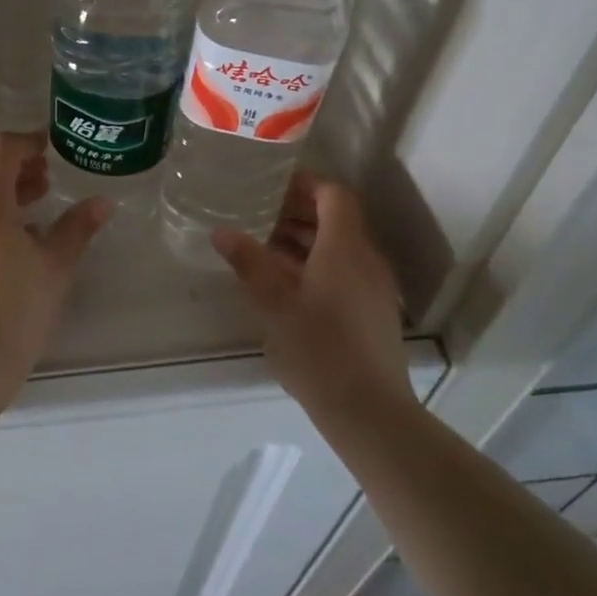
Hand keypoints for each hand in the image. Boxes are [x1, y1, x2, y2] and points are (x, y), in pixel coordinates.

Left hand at [0, 133, 111, 385]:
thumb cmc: (19, 306)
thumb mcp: (56, 264)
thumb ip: (78, 227)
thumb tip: (102, 203)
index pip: (1, 150)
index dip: (26, 141)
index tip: (48, 147)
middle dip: (10, 167)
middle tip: (42, 181)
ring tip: (30, 216)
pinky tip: (5, 249)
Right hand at [213, 171, 414, 429]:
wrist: (369, 411)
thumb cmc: (318, 348)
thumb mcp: (273, 302)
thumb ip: (248, 261)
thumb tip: (222, 231)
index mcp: (345, 248)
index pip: (333, 195)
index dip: (305, 184)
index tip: (271, 184)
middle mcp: (366, 259)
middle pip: (337, 218)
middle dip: (299, 211)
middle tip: (259, 213)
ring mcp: (374, 287)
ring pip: (340, 246)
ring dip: (305, 239)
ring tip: (265, 245)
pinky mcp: (373, 312)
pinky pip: (345, 270)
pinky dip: (316, 263)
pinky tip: (286, 283)